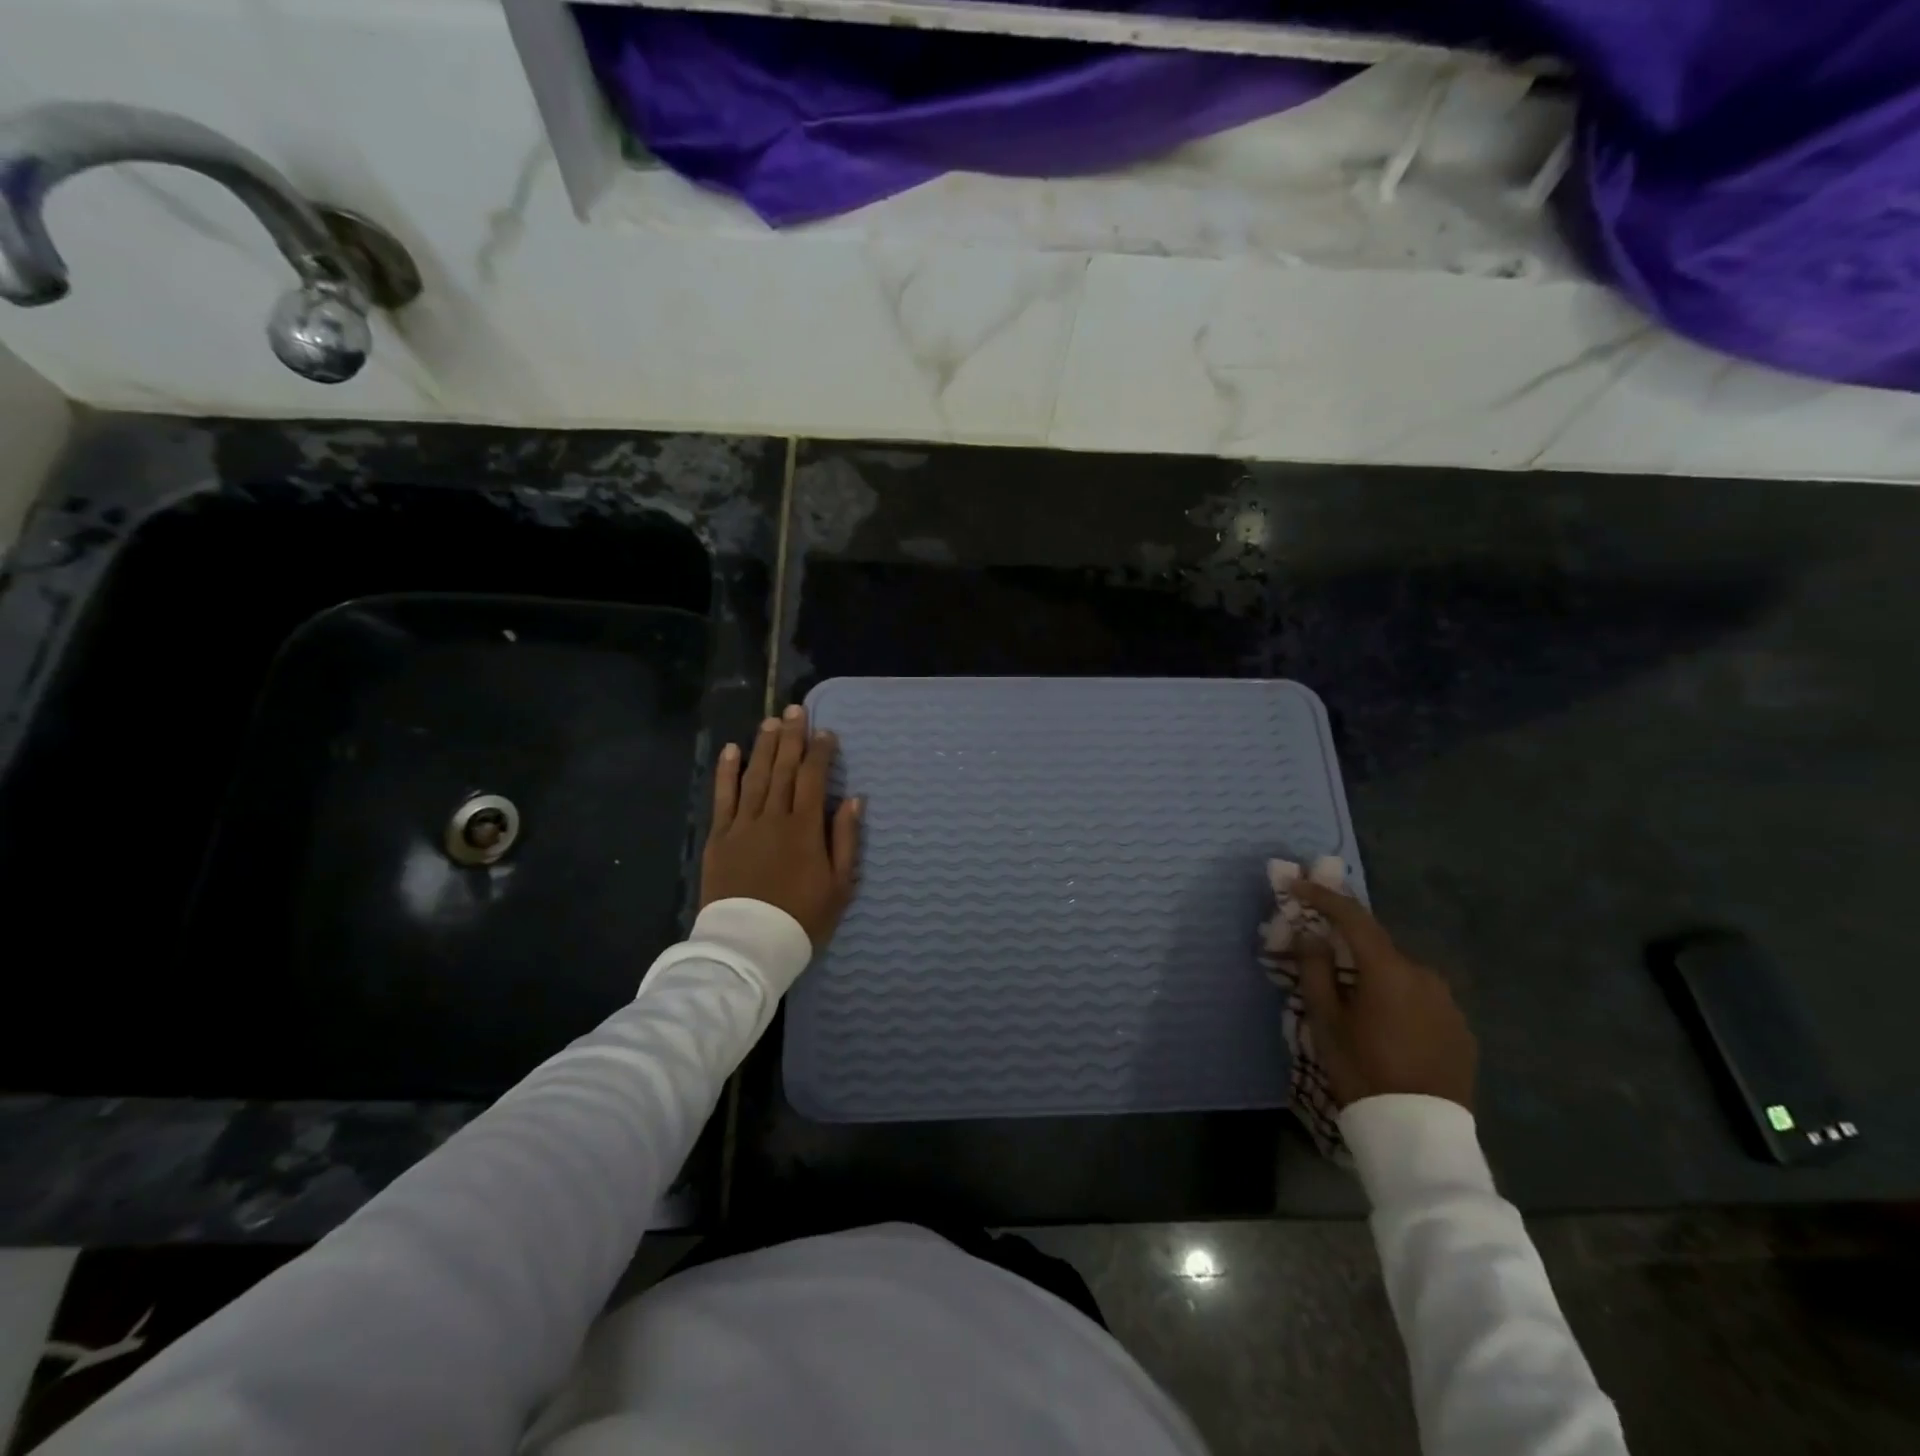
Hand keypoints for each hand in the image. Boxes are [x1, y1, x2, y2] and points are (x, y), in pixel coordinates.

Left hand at [701, 705, 861, 949]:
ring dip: (763, 746)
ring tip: (771, 722)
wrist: (749, 945)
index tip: (826, 732)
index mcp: (804, 828)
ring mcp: (742, 825)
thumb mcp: (839, 885)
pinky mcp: (719, 838)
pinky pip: (723, 798)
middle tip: (796, 710)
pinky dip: (727, 773)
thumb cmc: (802, 918)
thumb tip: (853, 800)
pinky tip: (732, 751)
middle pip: (783, 769)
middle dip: (791, 737)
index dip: (820, 752)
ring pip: (755, 776)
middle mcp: (773, 817)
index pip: (812, 778)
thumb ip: (845, 839)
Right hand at [1291, 880, 1476, 1111]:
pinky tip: (1386, 1025)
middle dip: (1347, 943)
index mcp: (1389, 970)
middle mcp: (1424, 975)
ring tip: (1354, 1001)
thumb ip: (1315, 970)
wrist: (1419, 1135)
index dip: (1322, 896)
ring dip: (1374, 974)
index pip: (1353, 917)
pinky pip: (1421, 998)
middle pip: (1377, 946)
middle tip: (1320, 954)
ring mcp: (1448, 1002)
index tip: (1296, 884)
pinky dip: (1398, 998)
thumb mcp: (1325, 1021)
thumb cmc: (1362, 1071)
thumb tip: (1311, 935)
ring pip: (1400, 973)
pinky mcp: (1461, 1028)